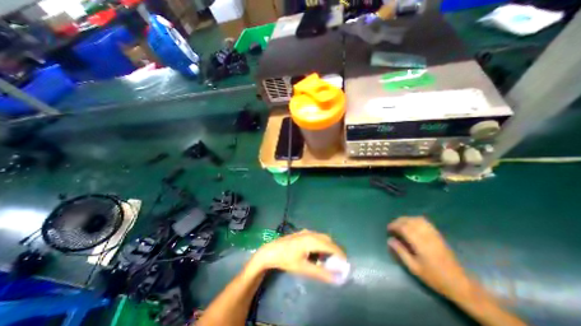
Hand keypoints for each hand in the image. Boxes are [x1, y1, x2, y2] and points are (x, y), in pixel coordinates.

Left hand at [248, 230, 342, 283]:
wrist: (271, 250)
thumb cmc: (286, 259)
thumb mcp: (303, 268)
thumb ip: (321, 273)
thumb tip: (336, 277)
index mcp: (312, 240)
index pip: (331, 245)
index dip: (340, 254)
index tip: (345, 264)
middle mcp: (311, 233)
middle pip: (328, 239)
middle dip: (335, 250)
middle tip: (338, 262)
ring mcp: (306, 232)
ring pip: (322, 237)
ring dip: (327, 247)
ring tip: (328, 260)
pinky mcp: (302, 233)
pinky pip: (316, 237)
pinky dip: (321, 244)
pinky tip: (317, 254)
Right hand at [388, 216, 473, 302]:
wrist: (459, 283)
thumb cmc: (434, 277)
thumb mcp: (414, 267)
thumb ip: (400, 252)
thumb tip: (389, 240)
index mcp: (420, 243)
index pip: (404, 227)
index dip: (394, 226)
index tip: (388, 229)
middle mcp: (427, 236)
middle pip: (410, 221)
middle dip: (398, 221)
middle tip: (392, 227)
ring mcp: (434, 234)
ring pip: (417, 219)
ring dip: (406, 219)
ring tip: (400, 225)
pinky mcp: (438, 235)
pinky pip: (425, 222)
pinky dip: (415, 220)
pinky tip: (412, 225)